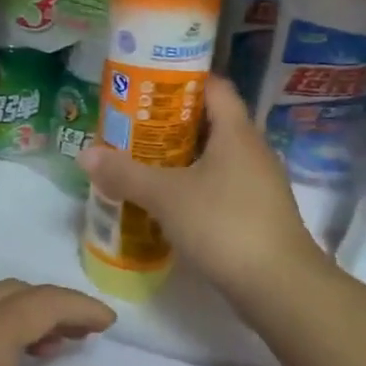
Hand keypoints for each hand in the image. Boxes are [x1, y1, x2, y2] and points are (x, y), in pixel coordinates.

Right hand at [81, 77, 330, 317]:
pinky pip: (221, 185)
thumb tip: (85, 153)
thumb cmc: (224, 224)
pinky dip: (194, 185)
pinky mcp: (257, 212)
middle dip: (171, 122)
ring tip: (142, 161)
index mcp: (236, 131)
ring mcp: (258, 182)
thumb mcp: (166, 196)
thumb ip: (125, 173)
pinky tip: (168, 201)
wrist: (279, 286)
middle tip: (132, 126)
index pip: (213, 86)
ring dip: (181, 157)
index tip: (147, 84)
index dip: (181, 79)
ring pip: (214, 156)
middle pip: (210, 121)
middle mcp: (252, 149)